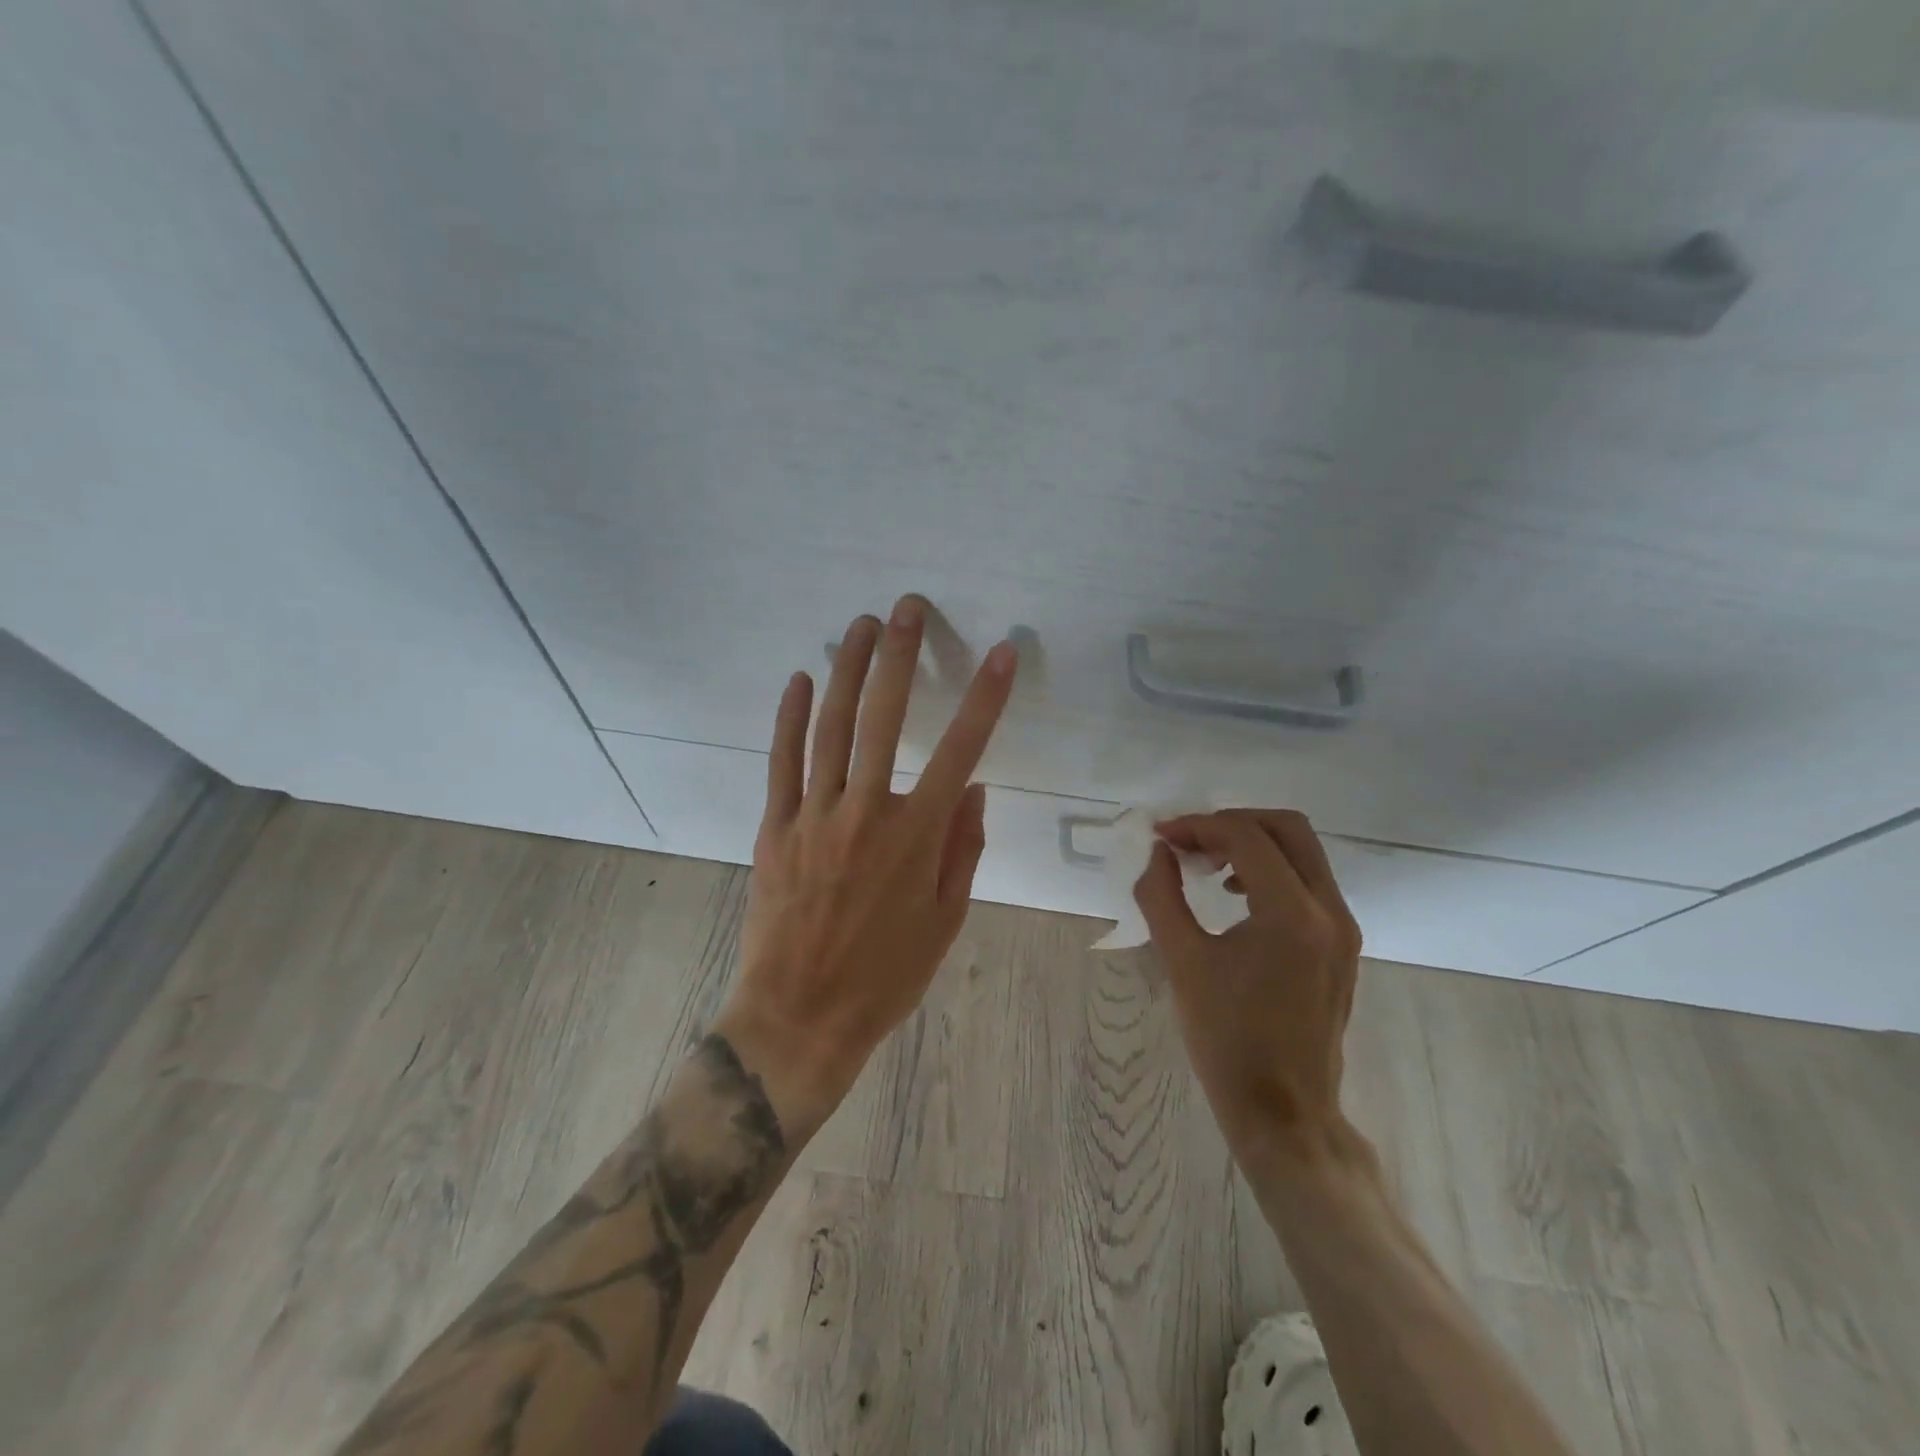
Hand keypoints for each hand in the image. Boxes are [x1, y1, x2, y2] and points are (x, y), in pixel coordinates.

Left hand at [716, 595, 1016, 1139]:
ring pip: (831, 727)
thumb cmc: (886, 975)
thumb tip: (975, 787)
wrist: (801, 1017)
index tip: (1003, 654)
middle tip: (908, 609)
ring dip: (847, 670)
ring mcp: (815, 816)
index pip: (962, 751)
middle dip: (899, 656)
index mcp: (917, 837)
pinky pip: (783, 761)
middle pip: (884, 719)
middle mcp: (867, 813)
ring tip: (860, 625)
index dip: (986, 699)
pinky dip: (789, 717)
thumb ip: (963, 847)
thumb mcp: (947, 920)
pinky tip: (799, 678)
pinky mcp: (776, 827)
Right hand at [1133, 809, 1363, 1166]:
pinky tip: (1234, 896)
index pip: (1246, 837)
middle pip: (1287, 828)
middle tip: (1189, 842)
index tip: (1161, 837)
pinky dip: (1271, 870)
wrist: (1284, 1112)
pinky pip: (1309, 883)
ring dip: (1253, 844)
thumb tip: (1158, 854)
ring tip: (1205, 866)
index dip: (1198, 826)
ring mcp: (1343, 928)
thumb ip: (1161, 897)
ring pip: (1303, 852)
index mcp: (1291, 914)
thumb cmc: (1227, 1040)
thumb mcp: (1182, 962)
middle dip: (1232, 823)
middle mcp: (1329, 910)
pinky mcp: (1342, 946)